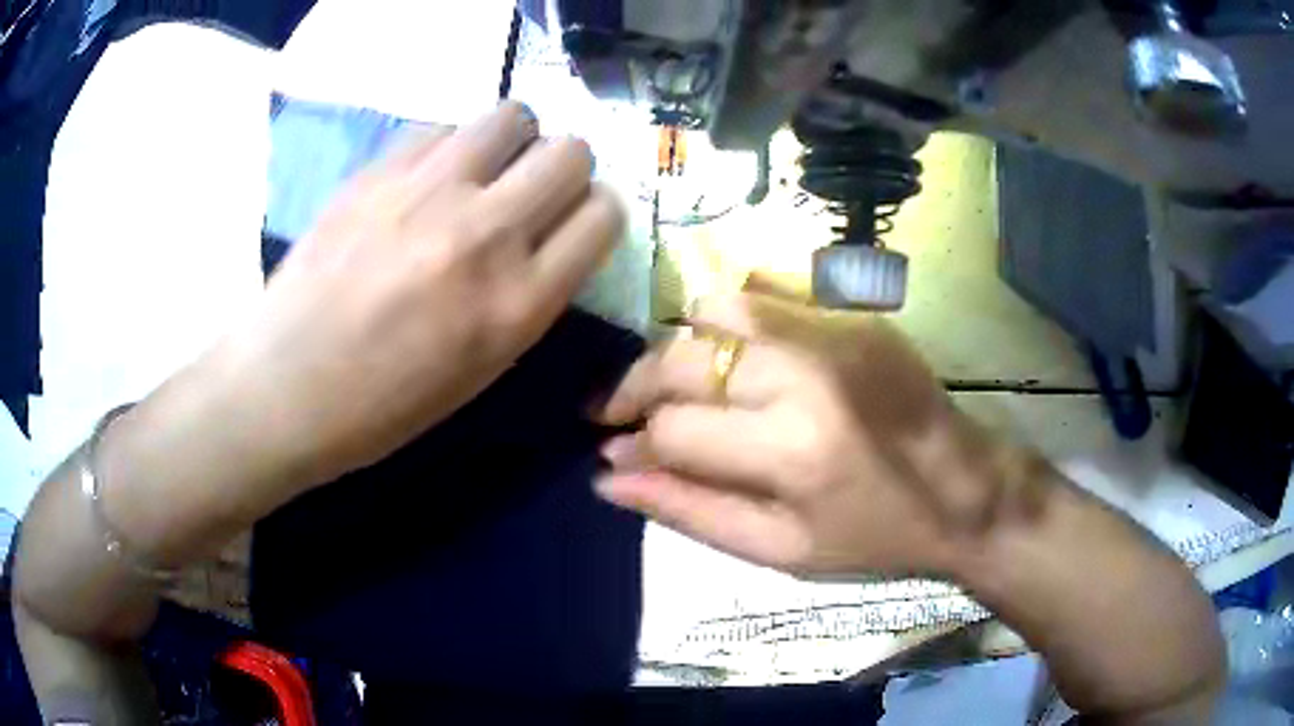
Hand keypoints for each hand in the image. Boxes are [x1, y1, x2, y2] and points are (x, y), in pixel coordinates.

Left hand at [222, 102, 623, 485]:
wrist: (287, 386)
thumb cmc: (385, 403)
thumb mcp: (483, 368)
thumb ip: (531, 293)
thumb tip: (549, 234)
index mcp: (518, 304)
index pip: (604, 215)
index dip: (596, 213)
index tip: (573, 223)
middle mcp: (485, 234)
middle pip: (571, 153)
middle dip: (563, 169)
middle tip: (530, 193)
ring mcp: (427, 192)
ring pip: (514, 117)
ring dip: (512, 142)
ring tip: (483, 171)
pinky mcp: (379, 170)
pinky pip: (444, 126)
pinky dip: (449, 146)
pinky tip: (425, 178)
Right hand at [596, 283, 1035, 577]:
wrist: (964, 488)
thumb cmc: (875, 535)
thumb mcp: (781, 549)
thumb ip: (689, 511)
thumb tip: (607, 477)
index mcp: (792, 450)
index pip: (673, 429)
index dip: (633, 445)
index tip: (615, 454)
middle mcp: (804, 373)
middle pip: (681, 359)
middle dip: (634, 388)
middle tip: (618, 414)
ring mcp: (831, 329)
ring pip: (714, 308)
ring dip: (681, 346)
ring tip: (678, 382)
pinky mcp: (851, 311)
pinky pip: (764, 290)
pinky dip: (731, 318)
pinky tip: (732, 352)